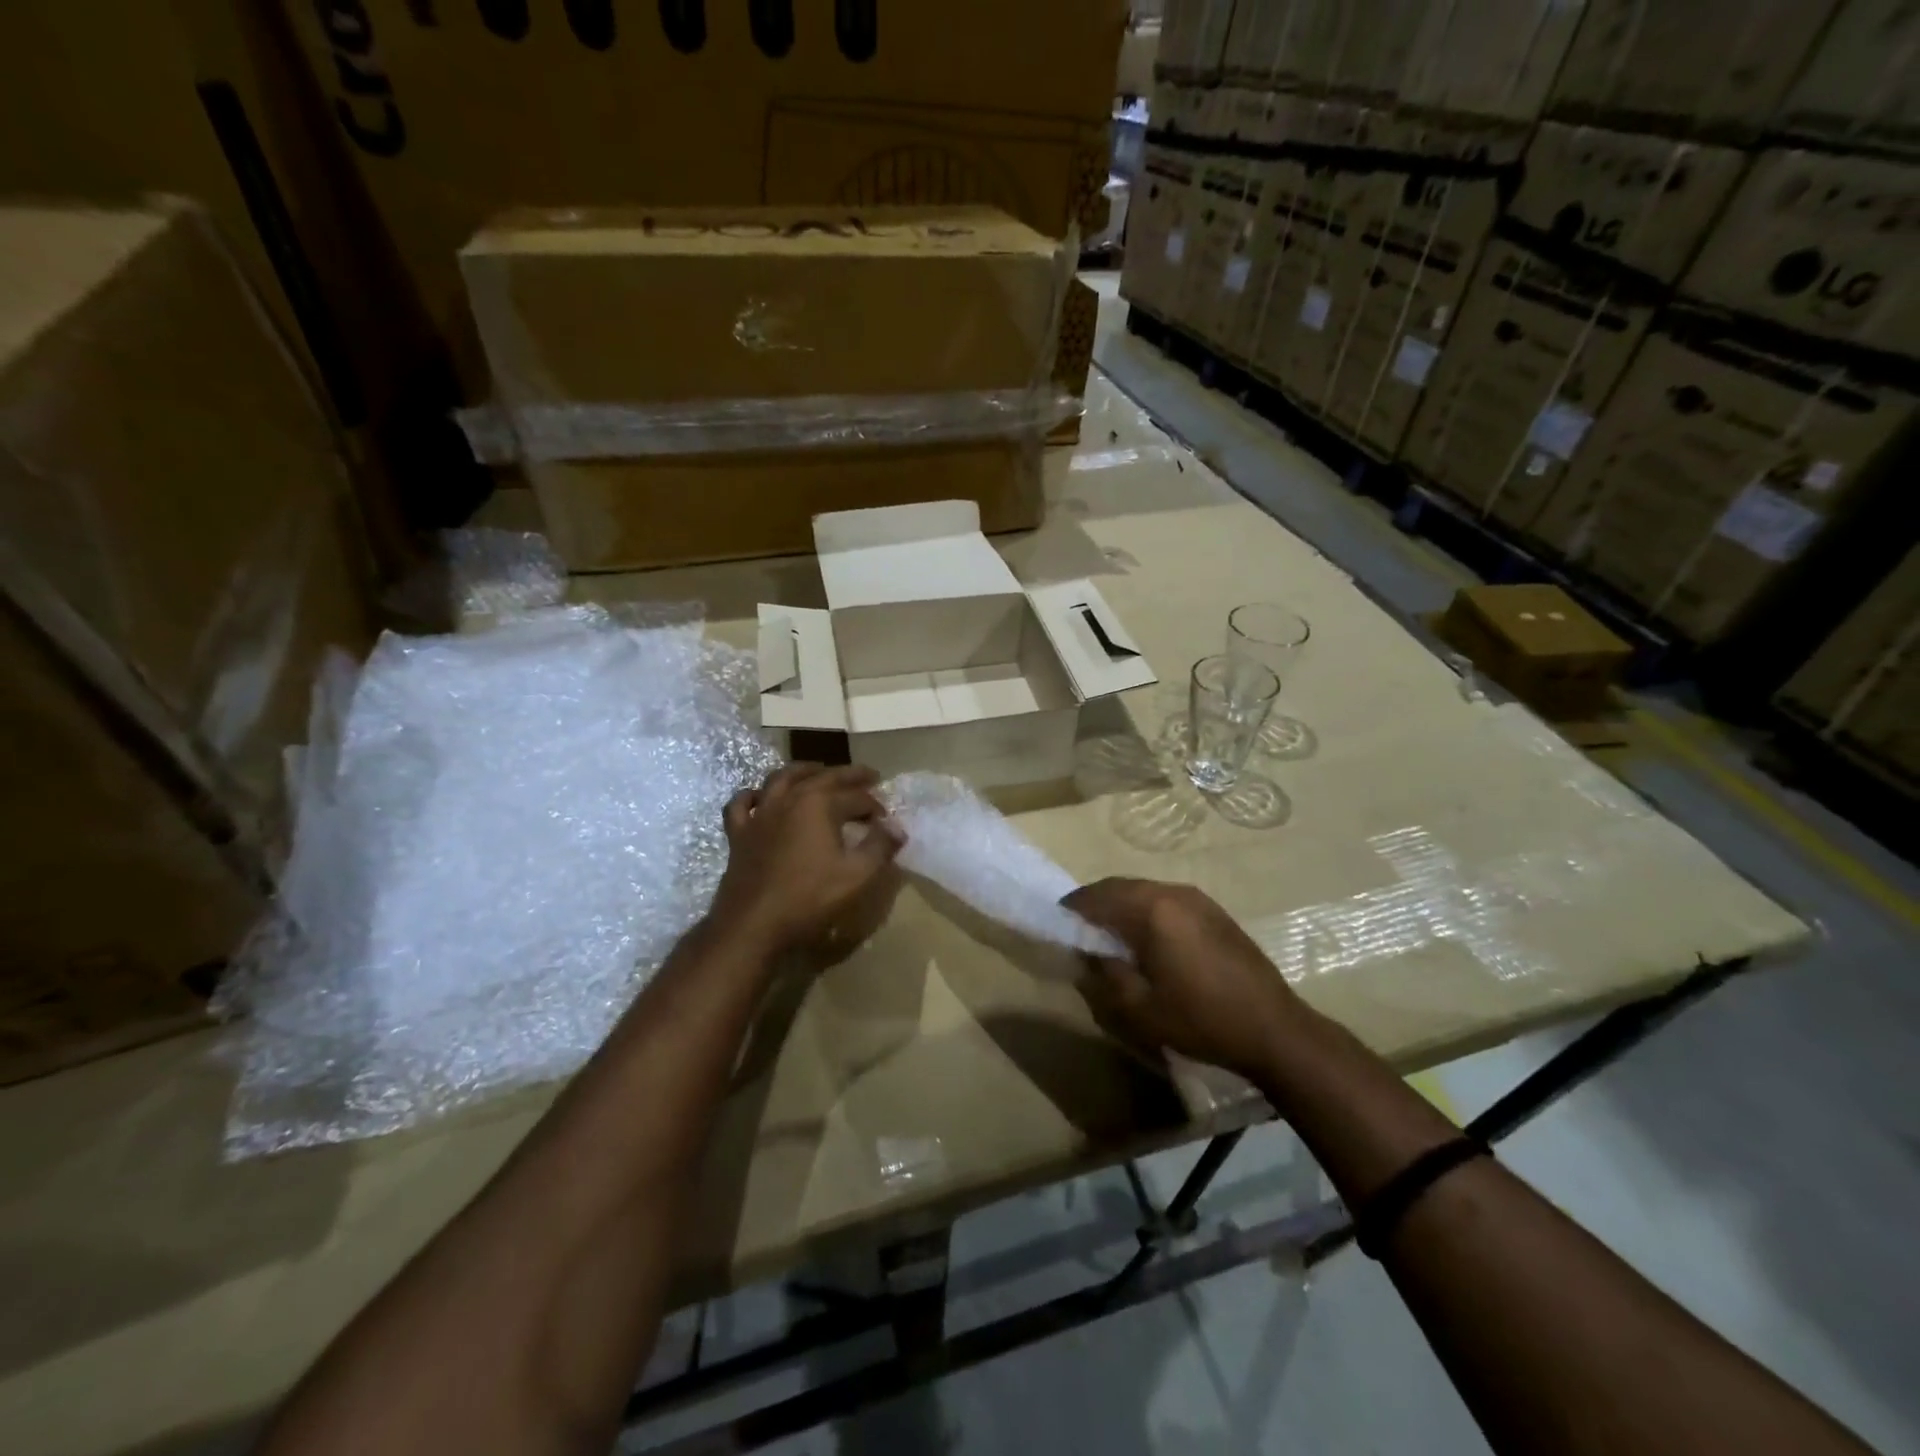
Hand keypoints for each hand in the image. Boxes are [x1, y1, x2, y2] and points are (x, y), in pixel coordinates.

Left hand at [711, 763, 903, 958]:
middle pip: (823, 777)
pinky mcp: (739, 833)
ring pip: (780, 779)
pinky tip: (760, 797)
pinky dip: (752, 795)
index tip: (886, 821)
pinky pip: (742, 804)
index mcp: (819, 804)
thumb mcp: (857, 875)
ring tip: (817, 771)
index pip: (856, 797)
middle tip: (868, 776)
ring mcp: (760, 814)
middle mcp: (789, 799)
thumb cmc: (809, 898)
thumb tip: (896, 827)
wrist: (753, 924)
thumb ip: (880, 847)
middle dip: (849, 776)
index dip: (875, 807)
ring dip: (803, 771)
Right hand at [1064, 878, 1300, 1083]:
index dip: (1072, 908)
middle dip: (1095, 902)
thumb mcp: (1139, 1008)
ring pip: (1144, 890)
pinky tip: (1146, 937)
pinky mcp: (1214, 910)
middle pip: (1120, 886)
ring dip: (1121, 904)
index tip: (1056, 922)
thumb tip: (1088, 952)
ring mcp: (1197, 898)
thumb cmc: (1201, 1019)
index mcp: (1151, 910)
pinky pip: (1166, 899)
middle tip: (1078, 928)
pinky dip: (1145, 909)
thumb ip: (1105, 974)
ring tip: (1109, 933)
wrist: (1274, 1028)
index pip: (1097, 897)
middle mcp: (1172, 892)